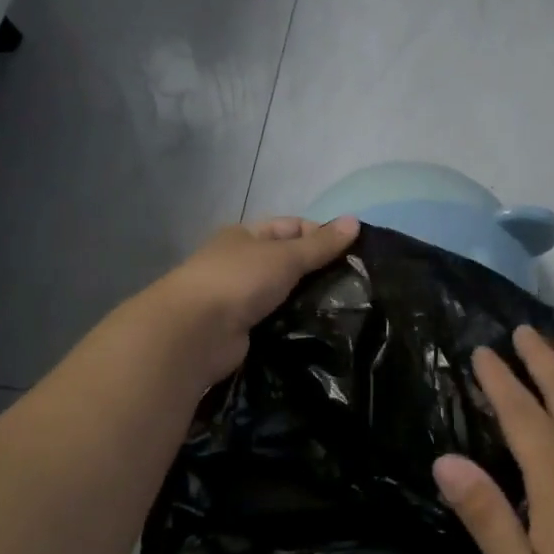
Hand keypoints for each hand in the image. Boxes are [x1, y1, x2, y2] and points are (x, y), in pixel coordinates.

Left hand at [145, 216, 359, 387]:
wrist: (196, 333)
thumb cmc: (239, 280)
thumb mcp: (285, 256)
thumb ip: (320, 244)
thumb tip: (355, 220)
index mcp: (246, 236)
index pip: (291, 227)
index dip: (321, 234)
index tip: (354, 252)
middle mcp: (242, 264)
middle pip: (288, 262)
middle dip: (318, 271)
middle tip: (357, 284)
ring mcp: (240, 299)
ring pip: (284, 294)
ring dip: (308, 300)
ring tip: (348, 309)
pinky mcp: (244, 330)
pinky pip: (277, 322)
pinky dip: (296, 325)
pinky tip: (323, 331)